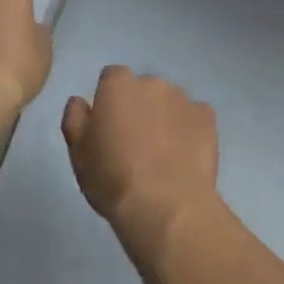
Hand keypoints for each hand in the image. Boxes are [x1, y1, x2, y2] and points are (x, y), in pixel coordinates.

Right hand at [61, 67, 221, 263]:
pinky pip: (195, 117)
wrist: (165, 206)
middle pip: (143, 88)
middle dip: (140, 107)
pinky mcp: (208, 118)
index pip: (111, 78)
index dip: (110, 101)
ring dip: (165, 117)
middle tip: (135, 143)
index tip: (109, 127)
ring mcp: (184, 99)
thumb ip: (75, 118)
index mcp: (118, 85)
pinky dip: (190, 130)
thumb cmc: (112, 178)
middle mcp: (153, 83)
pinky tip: (184, 156)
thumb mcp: (78, 152)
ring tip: (163, 154)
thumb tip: (80, 101)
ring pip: (171, 102)